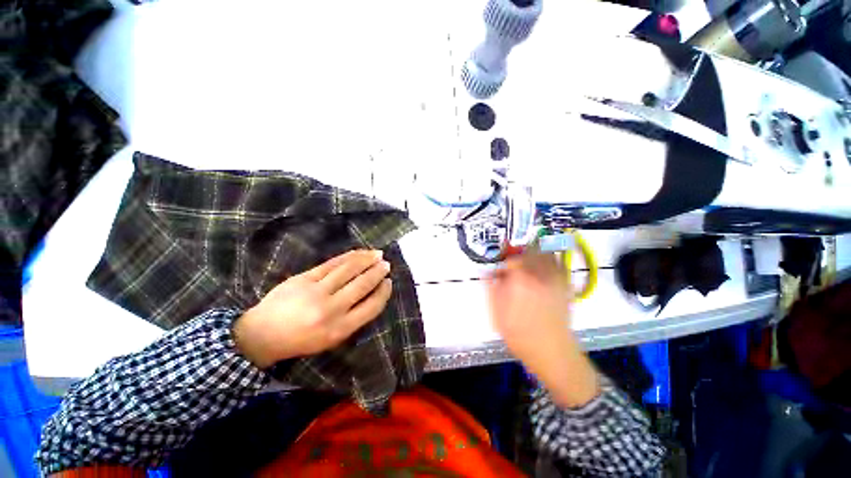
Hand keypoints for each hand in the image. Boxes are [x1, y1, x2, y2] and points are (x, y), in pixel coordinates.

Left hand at [234, 250, 391, 368]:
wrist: (262, 334)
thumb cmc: (301, 340)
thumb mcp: (332, 339)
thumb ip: (353, 318)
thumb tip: (373, 294)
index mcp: (340, 329)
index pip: (371, 306)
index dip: (384, 292)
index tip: (389, 282)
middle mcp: (330, 309)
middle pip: (362, 285)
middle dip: (378, 272)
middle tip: (386, 264)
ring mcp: (316, 291)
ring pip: (348, 270)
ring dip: (366, 259)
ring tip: (377, 254)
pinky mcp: (304, 278)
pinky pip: (331, 264)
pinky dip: (348, 256)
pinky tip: (358, 253)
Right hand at [486, 252, 598, 407]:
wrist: (552, 351)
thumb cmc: (519, 334)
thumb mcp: (496, 313)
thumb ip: (491, 288)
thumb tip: (488, 271)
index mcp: (520, 281)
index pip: (511, 258)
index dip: (503, 260)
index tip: (499, 267)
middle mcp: (539, 275)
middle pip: (528, 251)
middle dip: (517, 254)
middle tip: (511, 263)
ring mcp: (554, 279)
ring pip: (544, 253)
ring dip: (533, 253)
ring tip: (526, 262)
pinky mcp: (565, 285)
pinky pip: (558, 263)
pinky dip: (549, 259)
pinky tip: (542, 268)